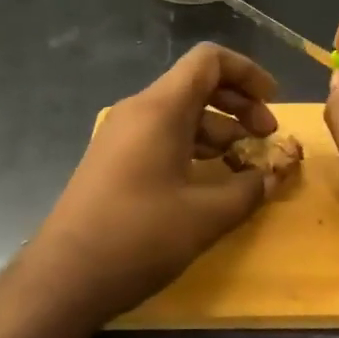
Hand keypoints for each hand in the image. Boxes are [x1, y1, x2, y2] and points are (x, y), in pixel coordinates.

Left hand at [23, 43, 281, 330]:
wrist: (64, 277)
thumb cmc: (138, 237)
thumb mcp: (205, 215)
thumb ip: (249, 190)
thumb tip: (274, 176)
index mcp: (160, 109)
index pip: (209, 60)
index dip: (247, 72)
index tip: (273, 102)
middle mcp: (138, 111)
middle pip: (197, 85)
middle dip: (238, 105)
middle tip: (266, 138)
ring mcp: (122, 136)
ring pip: (180, 114)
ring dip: (218, 131)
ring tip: (244, 165)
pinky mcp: (114, 161)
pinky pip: (162, 136)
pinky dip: (193, 148)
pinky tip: (211, 180)